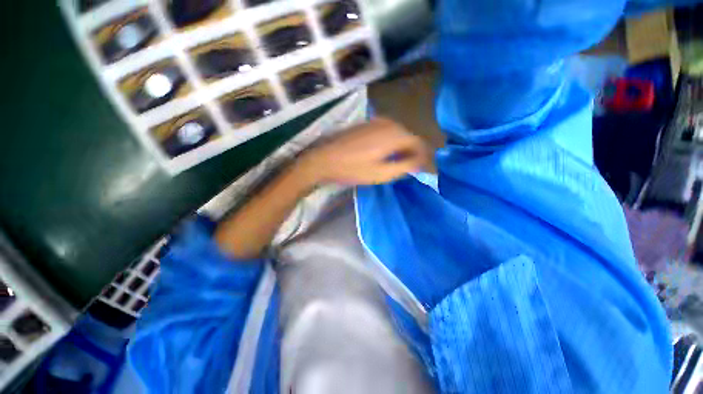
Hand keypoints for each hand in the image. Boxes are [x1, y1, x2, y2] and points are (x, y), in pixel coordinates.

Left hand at [297, 117, 430, 185]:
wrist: (323, 159)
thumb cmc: (352, 169)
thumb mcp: (381, 173)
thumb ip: (405, 166)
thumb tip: (423, 161)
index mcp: (394, 134)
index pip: (419, 143)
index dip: (425, 157)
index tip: (427, 169)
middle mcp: (388, 123)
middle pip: (410, 137)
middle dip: (415, 152)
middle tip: (416, 168)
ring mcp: (376, 121)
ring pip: (399, 134)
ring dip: (404, 147)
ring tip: (404, 162)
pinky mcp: (367, 124)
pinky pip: (388, 132)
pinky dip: (393, 142)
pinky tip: (389, 153)